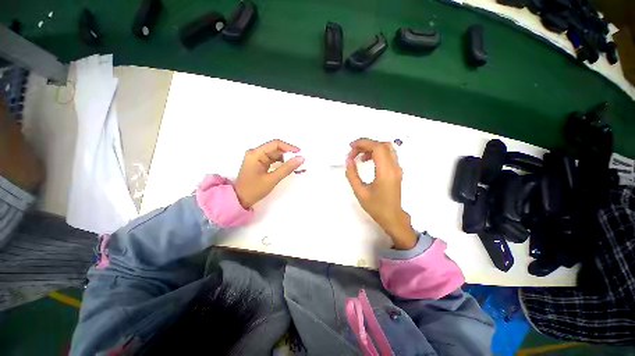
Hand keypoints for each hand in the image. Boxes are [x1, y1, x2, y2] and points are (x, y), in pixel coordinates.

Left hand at [234, 140, 304, 208]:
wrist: (240, 200)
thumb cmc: (253, 190)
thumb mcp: (272, 179)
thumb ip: (287, 168)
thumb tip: (301, 158)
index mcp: (256, 153)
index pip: (275, 144)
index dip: (289, 147)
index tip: (300, 153)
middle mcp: (256, 153)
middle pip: (276, 149)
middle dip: (289, 155)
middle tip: (301, 161)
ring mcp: (258, 158)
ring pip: (276, 155)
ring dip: (287, 159)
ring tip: (297, 165)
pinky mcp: (260, 164)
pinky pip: (274, 161)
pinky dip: (282, 164)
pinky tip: (290, 167)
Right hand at [346, 138, 416, 249]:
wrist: (392, 217)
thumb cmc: (376, 207)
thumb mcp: (360, 192)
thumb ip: (352, 175)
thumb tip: (348, 160)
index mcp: (385, 172)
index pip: (377, 148)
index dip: (363, 143)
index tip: (351, 147)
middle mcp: (394, 167)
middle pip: (382, 145)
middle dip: (366, 144)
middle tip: (353, 152)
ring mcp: (397, 168)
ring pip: (386, 148)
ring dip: (372, 147)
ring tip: (359, 156)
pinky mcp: (396, 170)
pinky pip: (388, 154)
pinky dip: (377, 152)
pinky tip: (367, 160)